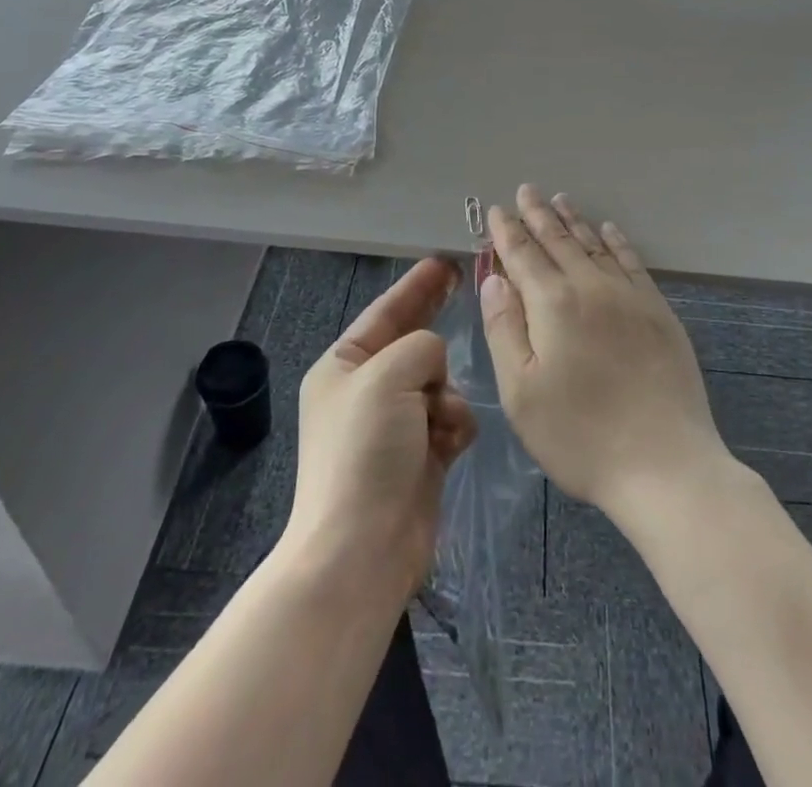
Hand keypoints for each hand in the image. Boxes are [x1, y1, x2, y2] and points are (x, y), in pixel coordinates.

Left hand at [285, 258, 476, 602]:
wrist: (361, 551)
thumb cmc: (365, 451)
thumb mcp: (387, 375)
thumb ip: (421, 346)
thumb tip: (434, 364)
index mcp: (343, 366)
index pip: (385, 311)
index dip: (416, 285)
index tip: (445, 261)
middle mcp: (367, 391)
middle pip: (412, 343)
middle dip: (436, 323)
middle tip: (467, 286)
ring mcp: (394, 426)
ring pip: (439, 383)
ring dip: (448, 395)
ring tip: (442, 420)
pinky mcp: (420, 457)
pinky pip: (450, 420)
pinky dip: (454, 426)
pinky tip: (451, 444)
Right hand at [480, 186, 731, 523]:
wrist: (665, 463)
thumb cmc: (580, 436)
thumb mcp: (521, 392)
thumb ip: (505, 328)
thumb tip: (495, 279)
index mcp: (553, 304)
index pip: (523, 255)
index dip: (507, 232)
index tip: (497, 210)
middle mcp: (591, 287)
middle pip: (559, 241)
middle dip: (539, 215)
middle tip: (527, 191)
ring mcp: (630, 296)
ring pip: (595, 245)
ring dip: (575, 221)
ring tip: (561, 200)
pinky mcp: (658, 311)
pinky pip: (632, 262)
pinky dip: (617, 241)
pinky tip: (609, 229)